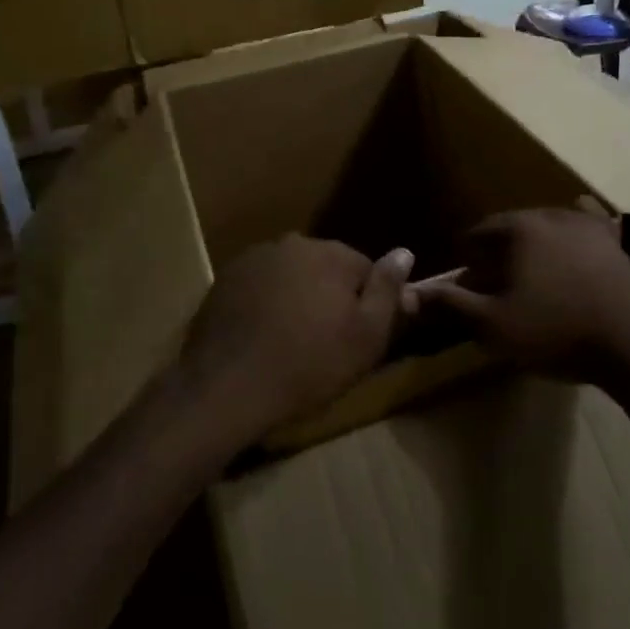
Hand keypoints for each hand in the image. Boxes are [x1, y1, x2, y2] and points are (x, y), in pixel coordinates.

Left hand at [177, 235, 411, 447]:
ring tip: (290, 342)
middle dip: (329, 296)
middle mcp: (293, 243)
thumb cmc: (308, 365)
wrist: (227, 385)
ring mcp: (255, 258)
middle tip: (324, 342)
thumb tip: (405, 252)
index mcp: (330, 253)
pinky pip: (259, 286)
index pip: (364, 269)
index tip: (357, 336)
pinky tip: (260, 336)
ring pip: (290, 275)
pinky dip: (264, 303)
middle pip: (325, 267)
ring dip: (295, 297)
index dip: (366, 304)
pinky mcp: (225, 278)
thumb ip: (387, 290)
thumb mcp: (366, 337)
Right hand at [409, 204, 629, 382]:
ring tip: (533, 277)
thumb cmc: (556, 331)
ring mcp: (586, 224)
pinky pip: (587, 222)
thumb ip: (451, 304)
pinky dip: (575, 226)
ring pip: (546, 227)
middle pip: (511, 228)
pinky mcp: (613, 241)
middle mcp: (549, 214)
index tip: (467, 286)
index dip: (468, 260)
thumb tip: (408, 291)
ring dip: (533, 246)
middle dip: (498, 253)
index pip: (477, 234)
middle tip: (496, 286)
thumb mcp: (494, 325)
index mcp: (517, 229)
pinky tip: (575, 234)